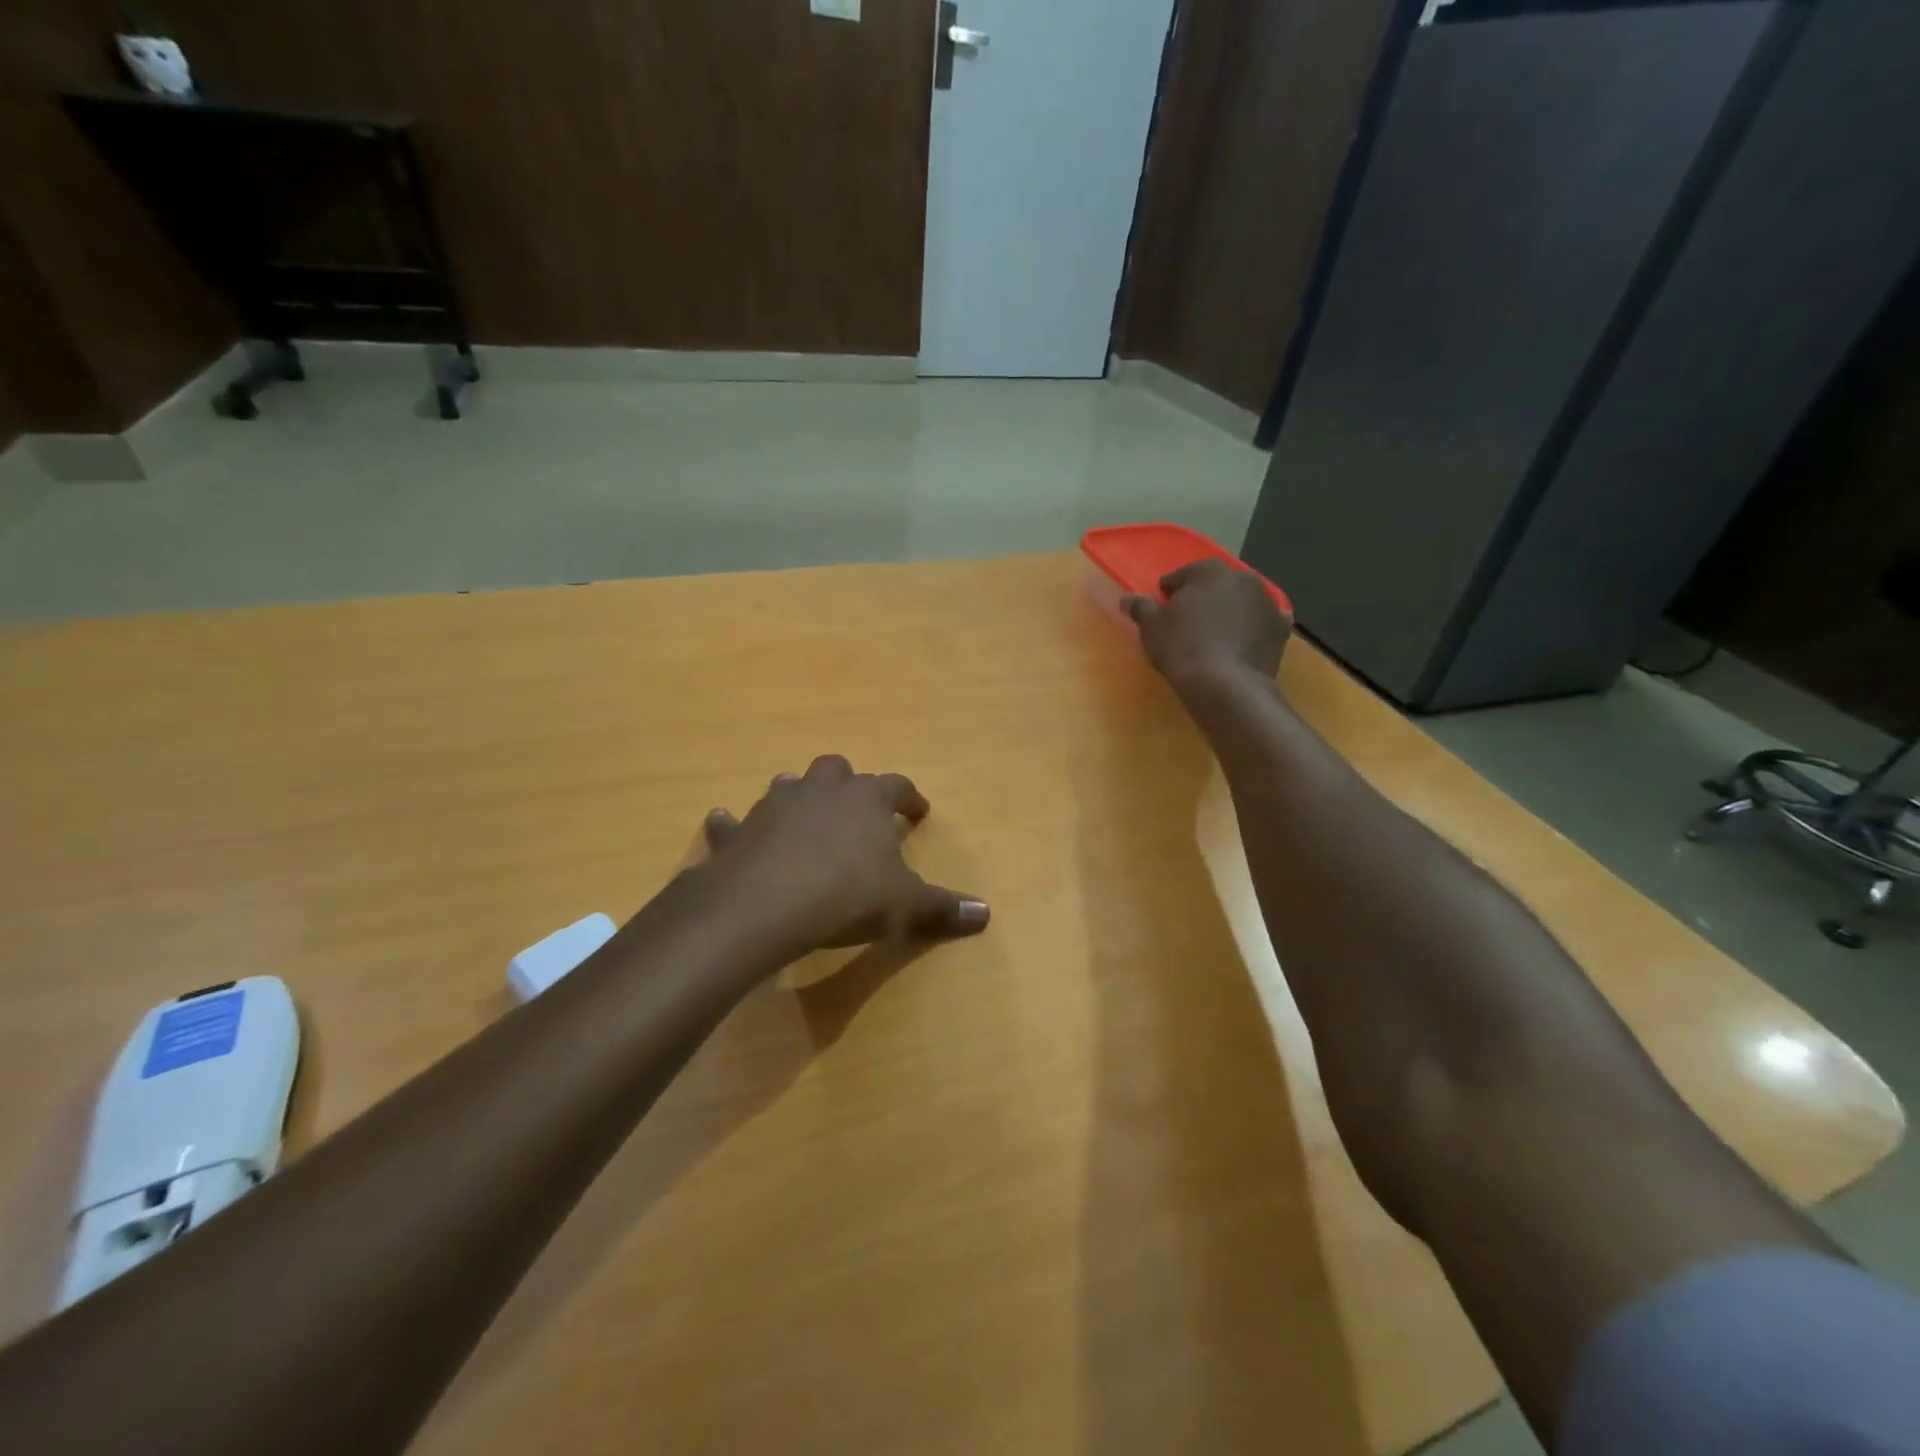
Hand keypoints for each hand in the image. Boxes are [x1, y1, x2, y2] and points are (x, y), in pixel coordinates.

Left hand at [700, 755, 989, 956]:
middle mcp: (821, 790)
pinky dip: (734, 825)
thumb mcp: (904, 907)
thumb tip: (985, 913)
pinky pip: (733, 822)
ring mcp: (775, 806)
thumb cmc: (846, 896)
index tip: (918, 813)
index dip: (910, 799)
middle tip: (855, 808)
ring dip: (798, 798)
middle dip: (848, 785)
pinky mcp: (739, 832)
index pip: (897, 786)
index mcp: (866, 799)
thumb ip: (943, 908)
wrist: (765, 905)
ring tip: (804, 818)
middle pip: (837, 770)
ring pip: (789, 786)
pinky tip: (726, 825)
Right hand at [1124, 559, 1291, 684]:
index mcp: (1209, 571)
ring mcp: (1267, 603)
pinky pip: (1262, 624)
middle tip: (1188, 619)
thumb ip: (1140, 608)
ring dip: (1229, 611)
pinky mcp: (1281, 629)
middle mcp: (1243, 578)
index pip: (1184, 574)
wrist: (1226, 685)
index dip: (1170, 590)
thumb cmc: (1182, 648)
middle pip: (1217, 585)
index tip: (1162, 604)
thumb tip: (1127, 598)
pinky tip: (1243, 642)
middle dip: (1203, 597)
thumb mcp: (1151, 628)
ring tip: (1214, 634)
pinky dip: (1253, 629)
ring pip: (1242, 602)